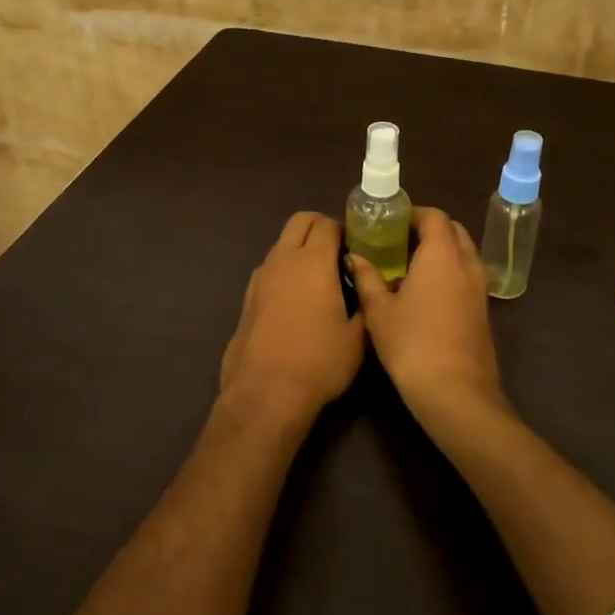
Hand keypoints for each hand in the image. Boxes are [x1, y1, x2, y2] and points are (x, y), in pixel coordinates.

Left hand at [219, 212, 365, 425]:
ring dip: (300, 249)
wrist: (265, 393)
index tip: (358, 249)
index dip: (346, 231)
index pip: (328, 223)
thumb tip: (366, 286)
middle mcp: (283, 259)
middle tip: (339, 254)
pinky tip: (297, 302)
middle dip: (320, 228)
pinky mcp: (247, 297)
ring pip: (282, 244)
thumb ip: (365, 302)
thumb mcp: (358, 337)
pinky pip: (270, 268)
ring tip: (319, 280)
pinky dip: (285, 271)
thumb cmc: (319, 362)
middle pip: (300, 221)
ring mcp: (260, 277)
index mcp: (313, 261)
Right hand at [349, 206, 503, 423]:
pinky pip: (467, 275)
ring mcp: (480, 287)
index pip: (434, 216)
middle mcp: (466, 263)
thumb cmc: (412, 344)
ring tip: (409, 267)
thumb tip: (354, 257)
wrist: (455, 392)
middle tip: (398, 242)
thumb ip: (367, 278)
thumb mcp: (379, 311)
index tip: (390, 223)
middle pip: (453, 230)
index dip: (413, 214)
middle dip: (428, 229)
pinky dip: (449, 272)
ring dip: (441, 251)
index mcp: (442, 254)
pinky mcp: (483, 310)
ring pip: (463, 253)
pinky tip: (425, 293)